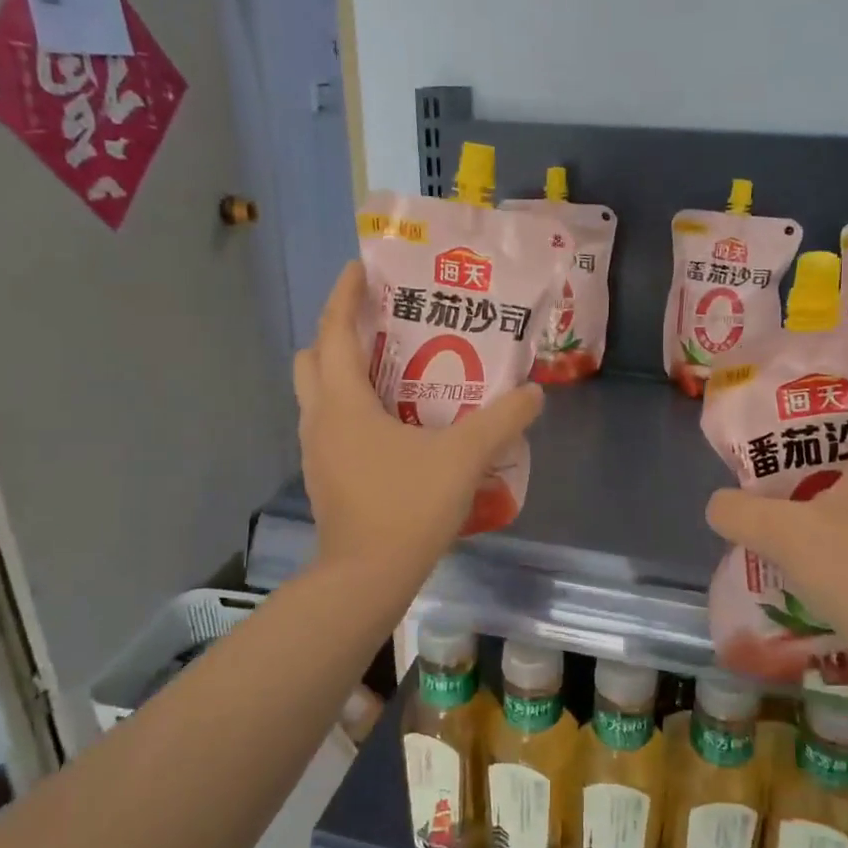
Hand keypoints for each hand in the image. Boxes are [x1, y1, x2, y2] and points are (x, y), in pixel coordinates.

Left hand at [293, 261, 543, 580]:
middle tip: (379, 324)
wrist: (366, 579)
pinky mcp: (325, 476)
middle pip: (313, 358)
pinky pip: (331, 424)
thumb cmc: (407, 507)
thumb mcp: (464, 457)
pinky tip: (392, 424)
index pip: (334, 332)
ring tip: (391, 369)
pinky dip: (352, 407)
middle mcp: (319, 419)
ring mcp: (316, 451)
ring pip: (318, 394)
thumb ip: (502, 420)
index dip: (344, 295)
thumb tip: (534, 393)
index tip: (361, 268)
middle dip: (338, 333)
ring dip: (344, 372)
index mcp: (343, 402)